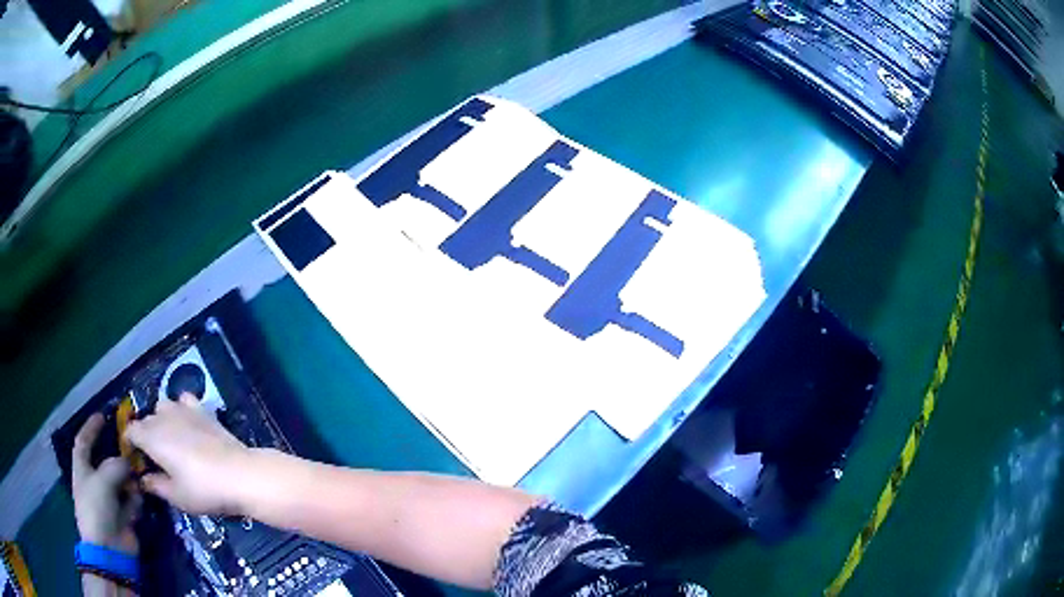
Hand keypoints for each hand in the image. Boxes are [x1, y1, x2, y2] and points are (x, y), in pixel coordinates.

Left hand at [72, 414, 139, 553]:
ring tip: (138, 479)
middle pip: (106, 462)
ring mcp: (110, 501)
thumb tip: (127, 461)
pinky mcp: (123, 517)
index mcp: (82, 470)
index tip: (103, 416)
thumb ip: (115, 466)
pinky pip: (131, 501)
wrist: (109, 549)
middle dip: (118, 456)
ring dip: (129, 480)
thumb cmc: (97, 508)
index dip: (91, 428)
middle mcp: (95, 482)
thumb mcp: (103, 481)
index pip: (83, 442)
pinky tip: (138, 501)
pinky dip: (135, 500)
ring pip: (121, 482)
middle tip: (132, 448)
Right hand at [124, 394, 252, 514]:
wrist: (240, 475)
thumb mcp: (176, 495)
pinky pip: (185, 400)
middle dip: (145, 435)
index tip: (134, 459)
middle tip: (154, 457)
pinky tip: (187, 422)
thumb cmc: (203, 489)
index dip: (130, 443)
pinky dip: (181, 408)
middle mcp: (163, 417)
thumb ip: (155, 485)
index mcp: (151, 437)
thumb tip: (143, 480)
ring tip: (169, 440)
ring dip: (161, 419)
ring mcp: (183, 409)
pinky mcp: (203, 410)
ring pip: (162, 406)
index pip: (130, 431)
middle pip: (146, 420)